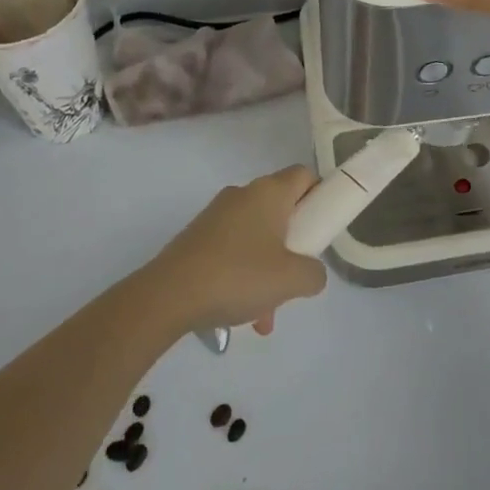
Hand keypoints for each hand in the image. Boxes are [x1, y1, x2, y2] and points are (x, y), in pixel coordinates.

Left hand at [149, 166, 327, 334]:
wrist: (166, 297)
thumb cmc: (237, 276)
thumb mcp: (291, 280)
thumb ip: (314, 274)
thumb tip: (311, 273)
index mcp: (269, 192)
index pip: (304, 175)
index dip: (320, 196)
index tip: (323, 228)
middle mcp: (243, 195)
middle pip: (282, 209)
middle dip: (293, 244)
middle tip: (295, 275)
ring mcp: (216, 216)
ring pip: (257, 236)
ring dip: (268, 268)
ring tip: (266, 313)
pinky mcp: (197, 238)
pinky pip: (233, 250)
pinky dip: (243, 275)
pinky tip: (242, 313)